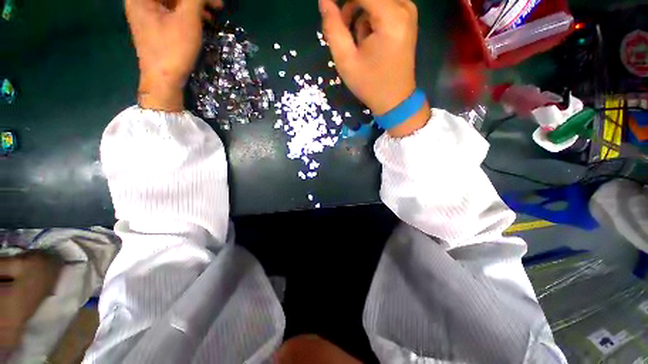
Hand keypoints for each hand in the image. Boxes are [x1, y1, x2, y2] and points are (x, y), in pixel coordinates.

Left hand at [125, 0, 222, 111]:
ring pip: (173, 1)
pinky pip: (172, 11)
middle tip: (216, 5)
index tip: (214, 1)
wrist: (164, 80)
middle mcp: (141, 0)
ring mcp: (147, 12)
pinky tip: (201, 20)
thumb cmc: (173, 48)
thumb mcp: (187, 20)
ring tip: (212, 15)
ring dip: (194, 5)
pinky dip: (187, 13)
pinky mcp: (155, 24)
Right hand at [319, 0, 429, 136]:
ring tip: (356, 41)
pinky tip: (367, 38)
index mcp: (391, 17)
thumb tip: (324, 1)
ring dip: (359, 12)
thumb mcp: (346, 61)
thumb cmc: (370, 84)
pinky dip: (369, 16)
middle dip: (349, 6)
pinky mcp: (406, 18)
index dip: (340, 1)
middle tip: (340, 28)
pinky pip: (382, 5)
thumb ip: (333, 28)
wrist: (395, 100)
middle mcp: (404, 6)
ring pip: (374, 0)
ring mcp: (408, 11)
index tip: (327, 7)